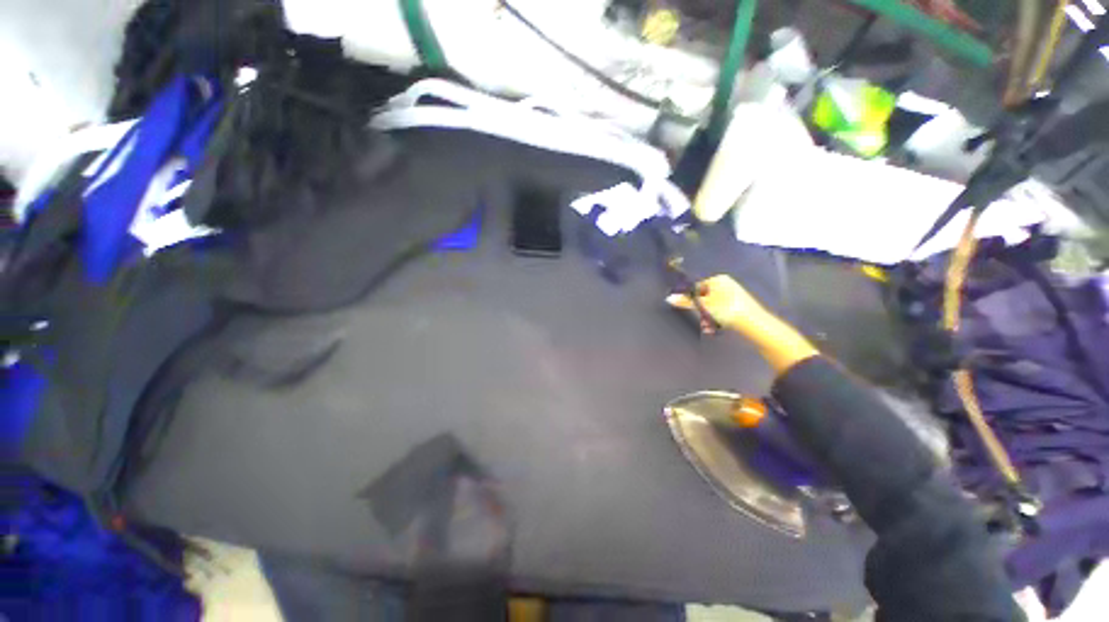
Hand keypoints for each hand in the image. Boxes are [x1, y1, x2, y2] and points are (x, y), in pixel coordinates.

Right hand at [665, 274, 769, 334]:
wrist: (752, 323)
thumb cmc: (726, 309)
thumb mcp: (704, 305)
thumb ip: (686, 301)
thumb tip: (669, 298)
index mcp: (718, 279)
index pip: (697, 287)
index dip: (691, 299)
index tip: (690, 310)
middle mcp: (726, 285)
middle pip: (704, 297)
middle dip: (700, 310)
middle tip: (701, 321)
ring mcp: (733, 295)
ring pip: (711, 306)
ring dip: (706, 317)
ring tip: (708, 326)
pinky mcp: (738, 306)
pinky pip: (720, 311)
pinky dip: (716, 318)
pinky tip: (715, 327)